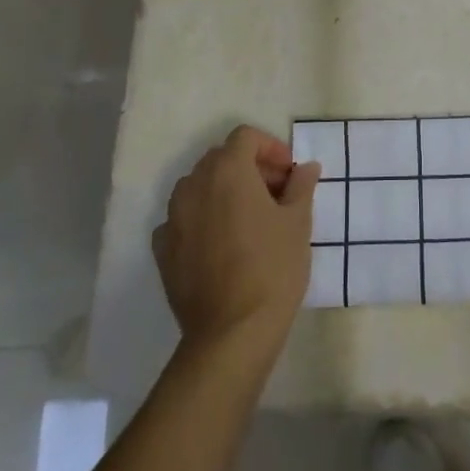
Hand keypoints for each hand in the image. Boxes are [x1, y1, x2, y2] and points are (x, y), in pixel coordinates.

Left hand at [153, 125, 319, 361]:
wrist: (231, 333)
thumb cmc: (272, 268)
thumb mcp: (298, 222)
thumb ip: (301, 186)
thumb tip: (307, 168)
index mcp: (227, 171)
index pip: (245, 137)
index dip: (271, 148)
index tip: (289, 174)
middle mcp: (194, 186)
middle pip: (221, 159)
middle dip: (249, 168)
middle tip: (276, 195)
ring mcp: (172, 218)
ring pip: (199, 187)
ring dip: (224, 191)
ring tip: (249, 220)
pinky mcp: (162, 250)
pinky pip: (183, 219)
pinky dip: (203, 220)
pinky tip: (222, 245)